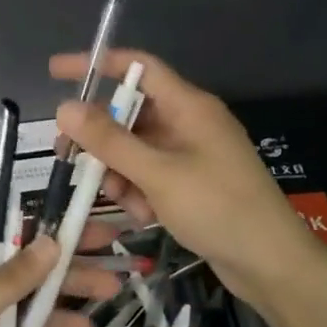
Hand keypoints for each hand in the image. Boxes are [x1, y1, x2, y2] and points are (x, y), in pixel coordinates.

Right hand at [50, 47, 325, 307]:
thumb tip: (64, 107)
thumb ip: (110, 141)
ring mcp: (192, 156)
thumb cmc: (218, 208)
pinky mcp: (192, 185)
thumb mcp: (158, 174)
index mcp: (189, 107)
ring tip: (122, 201)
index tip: (56, 71)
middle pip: (131, 115)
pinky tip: (145, 217)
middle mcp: (190, 124)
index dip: (97, 64)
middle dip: (101, 138)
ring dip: (120, 172)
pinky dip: (140, 191)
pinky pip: (152, 176)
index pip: (138, 68)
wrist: (270, 262)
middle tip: (69, 157)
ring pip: (137, 150)